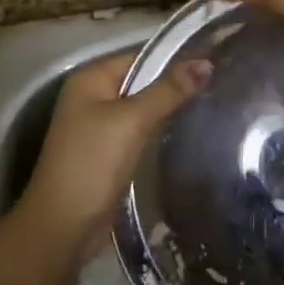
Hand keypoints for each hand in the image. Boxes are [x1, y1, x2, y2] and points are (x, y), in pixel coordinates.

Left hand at [20, 50, 209, 258]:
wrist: (63, 227)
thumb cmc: (93, 164)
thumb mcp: (132, 121)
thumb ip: (168, 91)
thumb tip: (206, 63)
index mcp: (91, 79)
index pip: (142, 57)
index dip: (176, 60)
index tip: (215, 64)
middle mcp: (92, 97)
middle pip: (143, 82)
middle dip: (176, 86)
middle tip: (220, 87)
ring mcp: (99, 127)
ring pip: (143, 110)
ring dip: (170, 111)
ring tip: (214, 106)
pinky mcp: (108, 154)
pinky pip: (140, 133)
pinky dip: (160, 132)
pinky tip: (189, 135)